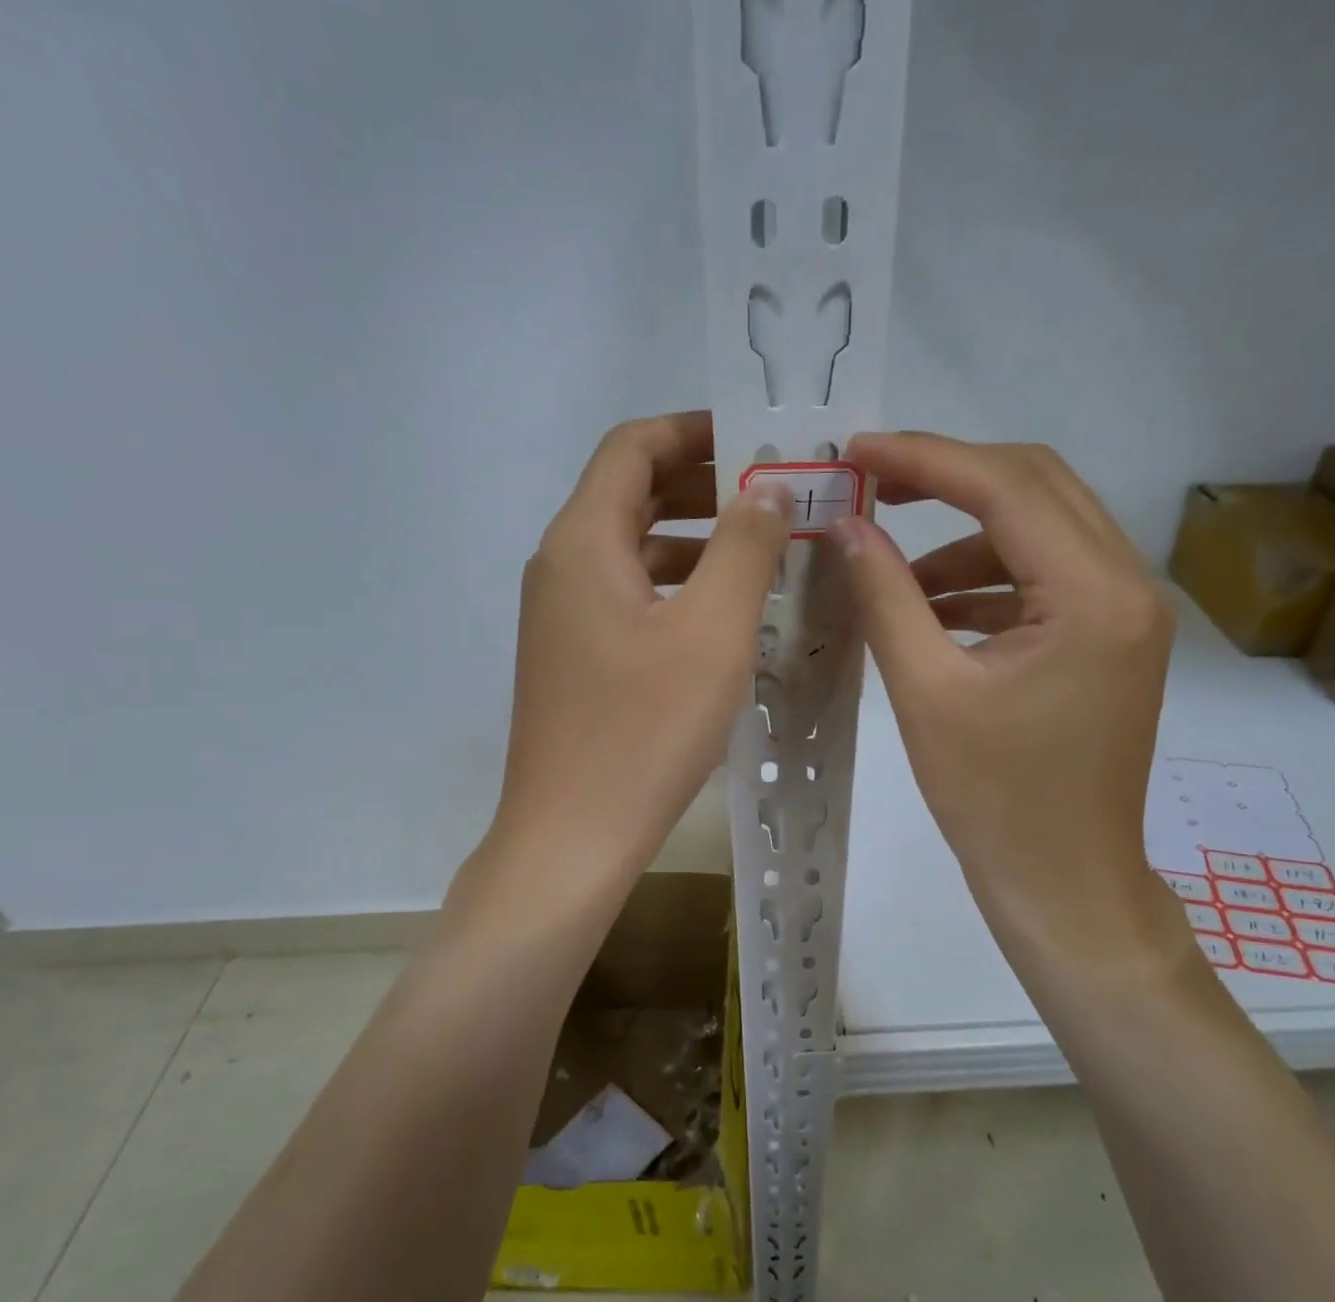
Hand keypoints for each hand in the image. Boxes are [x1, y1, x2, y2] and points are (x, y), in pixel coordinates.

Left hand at [480, 411, 791, 899]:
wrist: (572, 836)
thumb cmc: (644, 731)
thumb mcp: (711, 632)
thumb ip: (743, 547)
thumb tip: (766, 488)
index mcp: (582, 542)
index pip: (632, 447)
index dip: (693, 430)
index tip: (756, 440)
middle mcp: (561, 567)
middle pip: (630, 495)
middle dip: (702, 485)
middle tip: (774, 496)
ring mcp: (563, 618)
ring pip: (632, 551)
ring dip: (694, 541)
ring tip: (764, 553)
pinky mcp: (574, 659)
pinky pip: (629, 598)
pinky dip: (675, 588)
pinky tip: (724, 615)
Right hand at [830, 432, 1181, 971]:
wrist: (1063, 881)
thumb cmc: (993, 800)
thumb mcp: (926, 691)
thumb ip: (886, 595)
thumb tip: (846, 525)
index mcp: (1094, 595)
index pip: (1006, 487)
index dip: (925, 458)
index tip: (858, 449)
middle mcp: (1128, 584)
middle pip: (1036, 486)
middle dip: (948, 478)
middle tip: (873, 485)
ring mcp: (1126, 611)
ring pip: (1040, 529)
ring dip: (964, 536)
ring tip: (890, 567)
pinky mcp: (1109, 638)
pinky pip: (1044, 578)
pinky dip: (986, 579)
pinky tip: (930, 607)